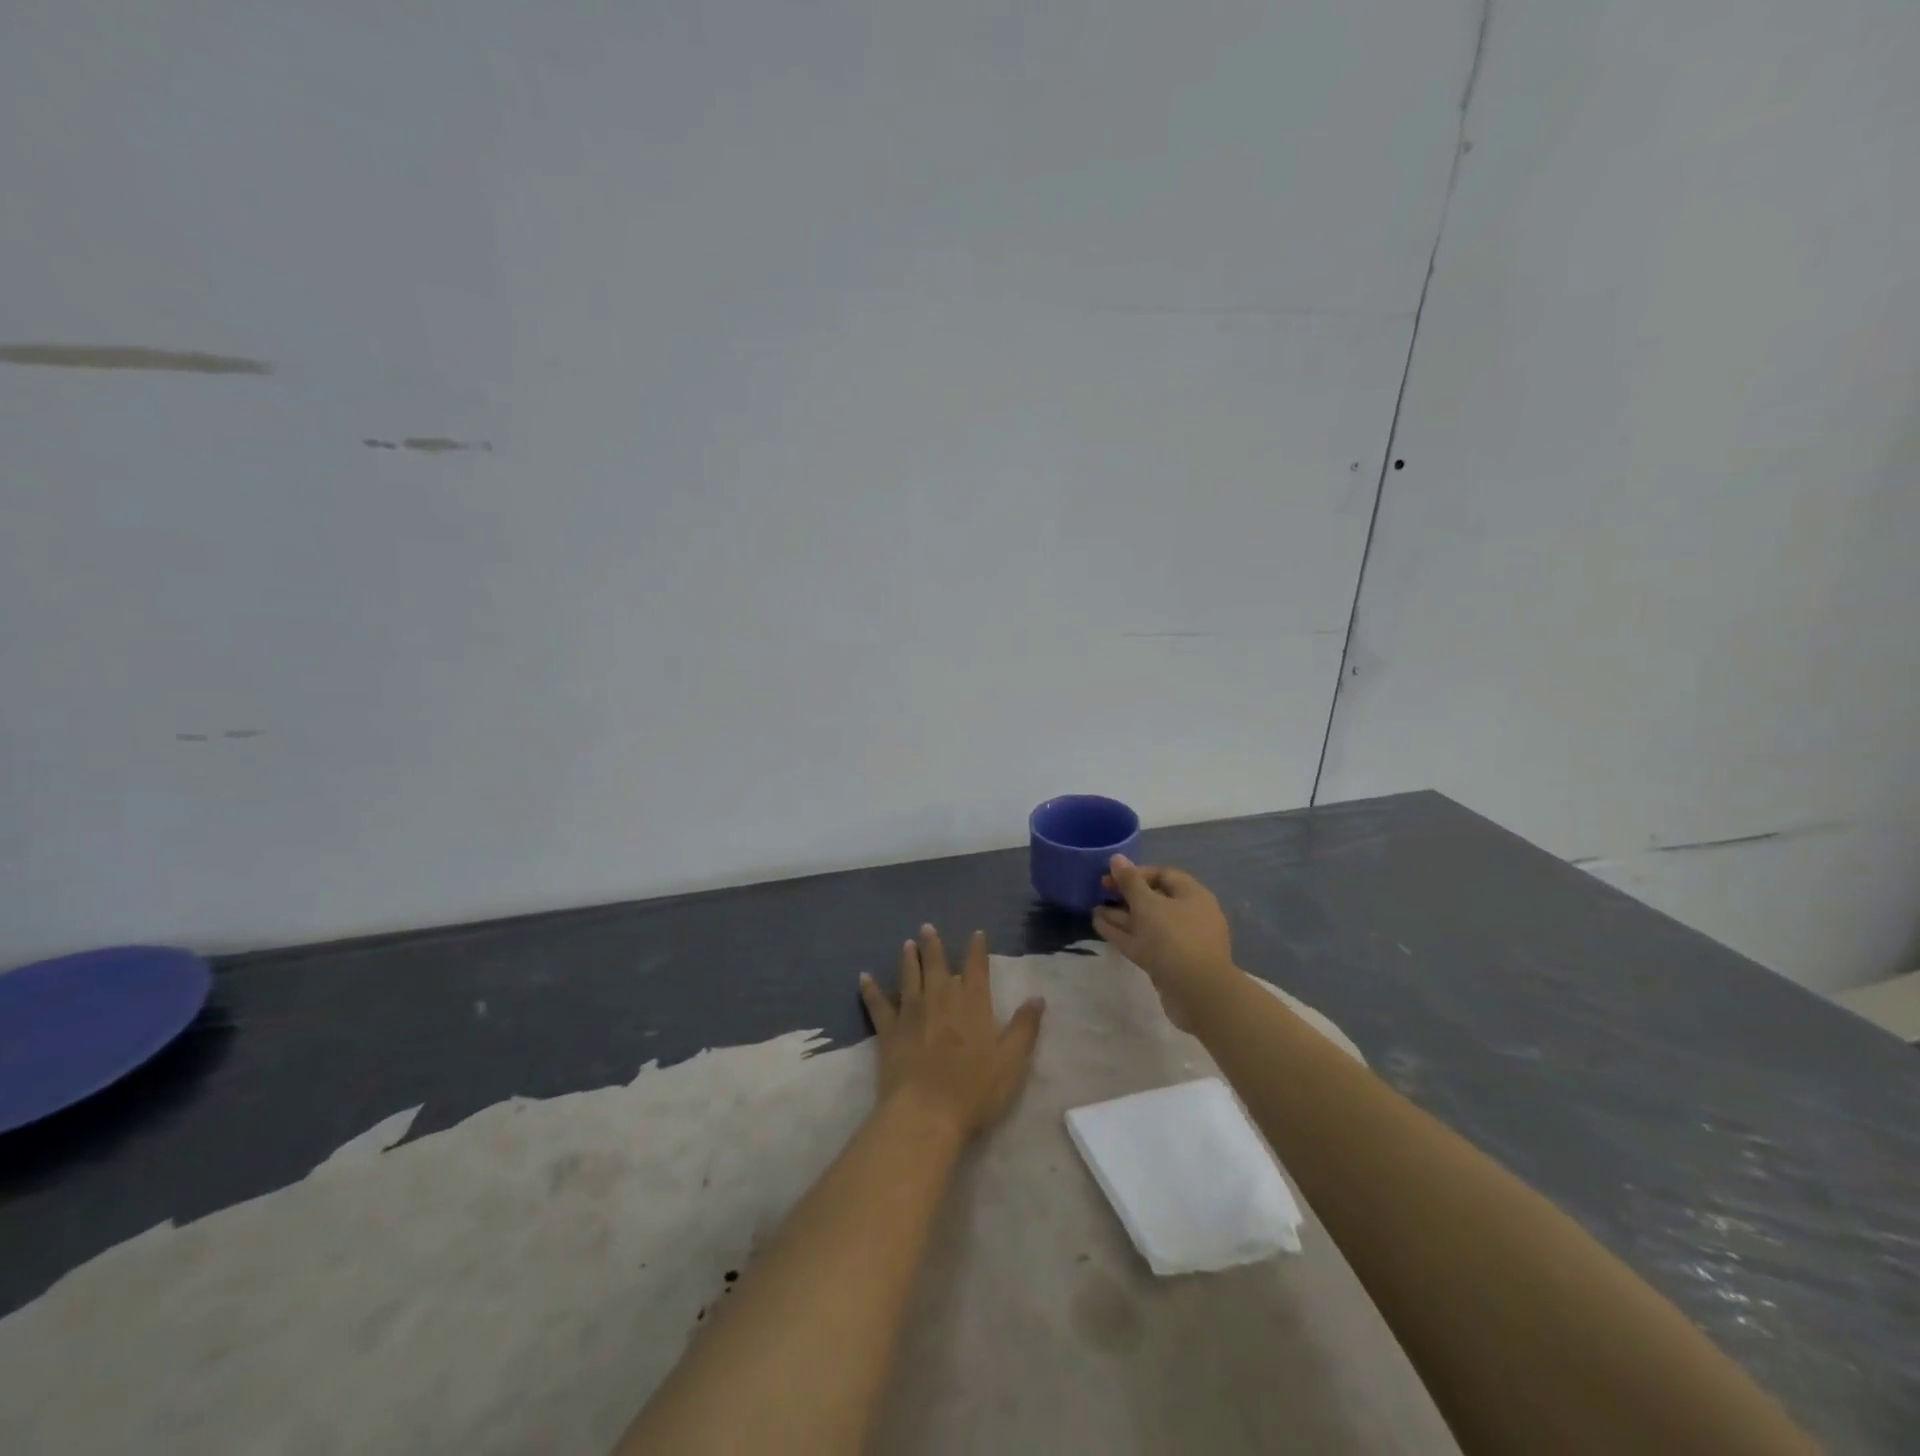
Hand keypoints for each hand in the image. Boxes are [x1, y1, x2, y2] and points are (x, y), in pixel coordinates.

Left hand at [859, 926, 1044, 1140]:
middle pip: (937, 965)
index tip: (976, 933)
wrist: (926, 1113)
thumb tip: (1037, 998)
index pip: (976, 969)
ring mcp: (912, 1013)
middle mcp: (941, 999)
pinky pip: (878, 1005)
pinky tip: (864, 978)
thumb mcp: (1012, 1061)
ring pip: (909, 977)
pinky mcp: (889, 1032)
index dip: (977, 950)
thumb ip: (1024, 1027)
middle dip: (934, 945)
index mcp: (973, 1004)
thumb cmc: (974, 1090)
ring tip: (907, 944)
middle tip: (926, 927)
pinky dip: (870, 990)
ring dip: (908, 959)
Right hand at [1092, 857, 1237, 1031]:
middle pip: (1154, 899)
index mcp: (1192, 895)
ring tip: (1094, 910)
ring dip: (1121, 916)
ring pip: (1146, 923)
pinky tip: (1099, 926)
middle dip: (1126, 896)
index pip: (1163, 875)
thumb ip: (1130, 882)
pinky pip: (1143, 942)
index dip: (1135, 873)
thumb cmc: (1175, 938)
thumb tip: (1117, 858)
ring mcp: (1179, 941)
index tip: (1110, 877)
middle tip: (1100, 893)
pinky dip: (1123, 934)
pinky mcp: (1168, 963)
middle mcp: (1188, 915)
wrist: (1198, 994)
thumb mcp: (1148, 904)